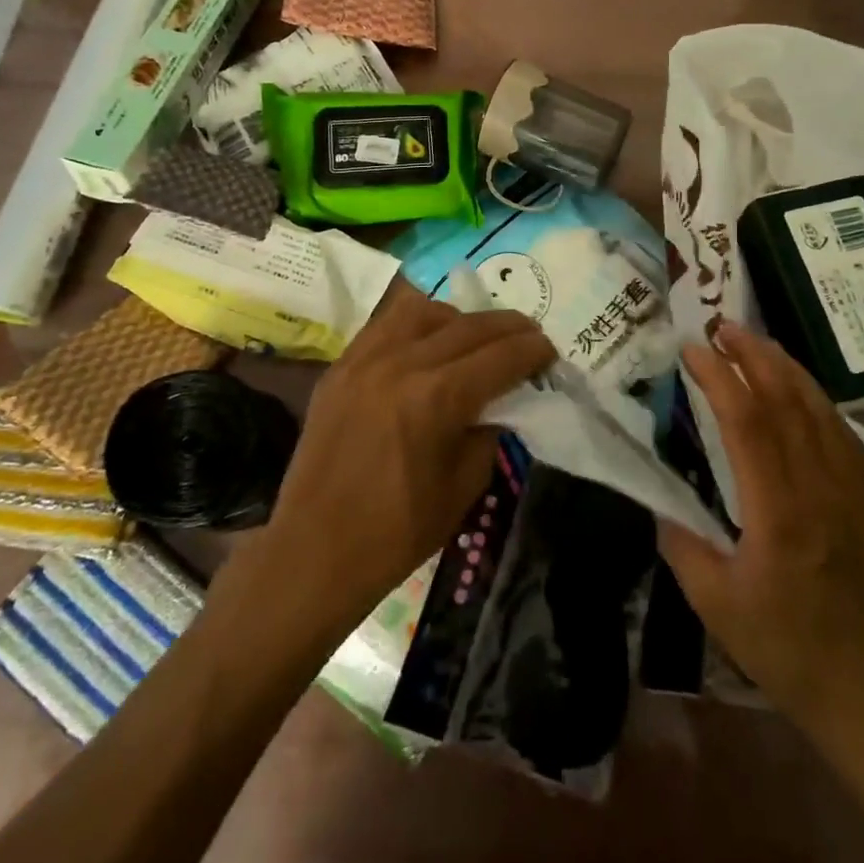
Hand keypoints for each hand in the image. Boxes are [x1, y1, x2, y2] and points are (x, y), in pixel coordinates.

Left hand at [258, 285, 555, 637]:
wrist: (313, 551)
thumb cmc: (397, 531)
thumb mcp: (465, 486)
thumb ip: (489, 432)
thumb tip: (500, 402)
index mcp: (438, 397)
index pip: (502, 355)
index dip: (534, 351)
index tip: (550, 352)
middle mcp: (403, 362)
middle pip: (470, 325)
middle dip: (509, 328)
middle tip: (529, 337)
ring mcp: (366, 358)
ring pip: (425, 310)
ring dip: (461, 318)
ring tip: (474, 338)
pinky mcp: (341, 366)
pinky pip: (386, 324)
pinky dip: (416, 324)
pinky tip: (428, 341)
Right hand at [658, 322, 863, 723]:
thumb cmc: (786, 649)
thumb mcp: (715, 604)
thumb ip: (681, 543)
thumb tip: (659, 497)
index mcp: (778, 512)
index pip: (748, 422)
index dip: (719, 376)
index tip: (692, 350)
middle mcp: (818, 487)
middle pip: (787, 399)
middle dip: (753, 354)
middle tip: (720, 325)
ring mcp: (848, 488)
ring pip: (818, 407)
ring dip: (784, 365)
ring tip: (753, 340)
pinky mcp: (862, 496)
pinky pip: (839, 429)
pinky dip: (813, 395)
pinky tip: (796, 387)